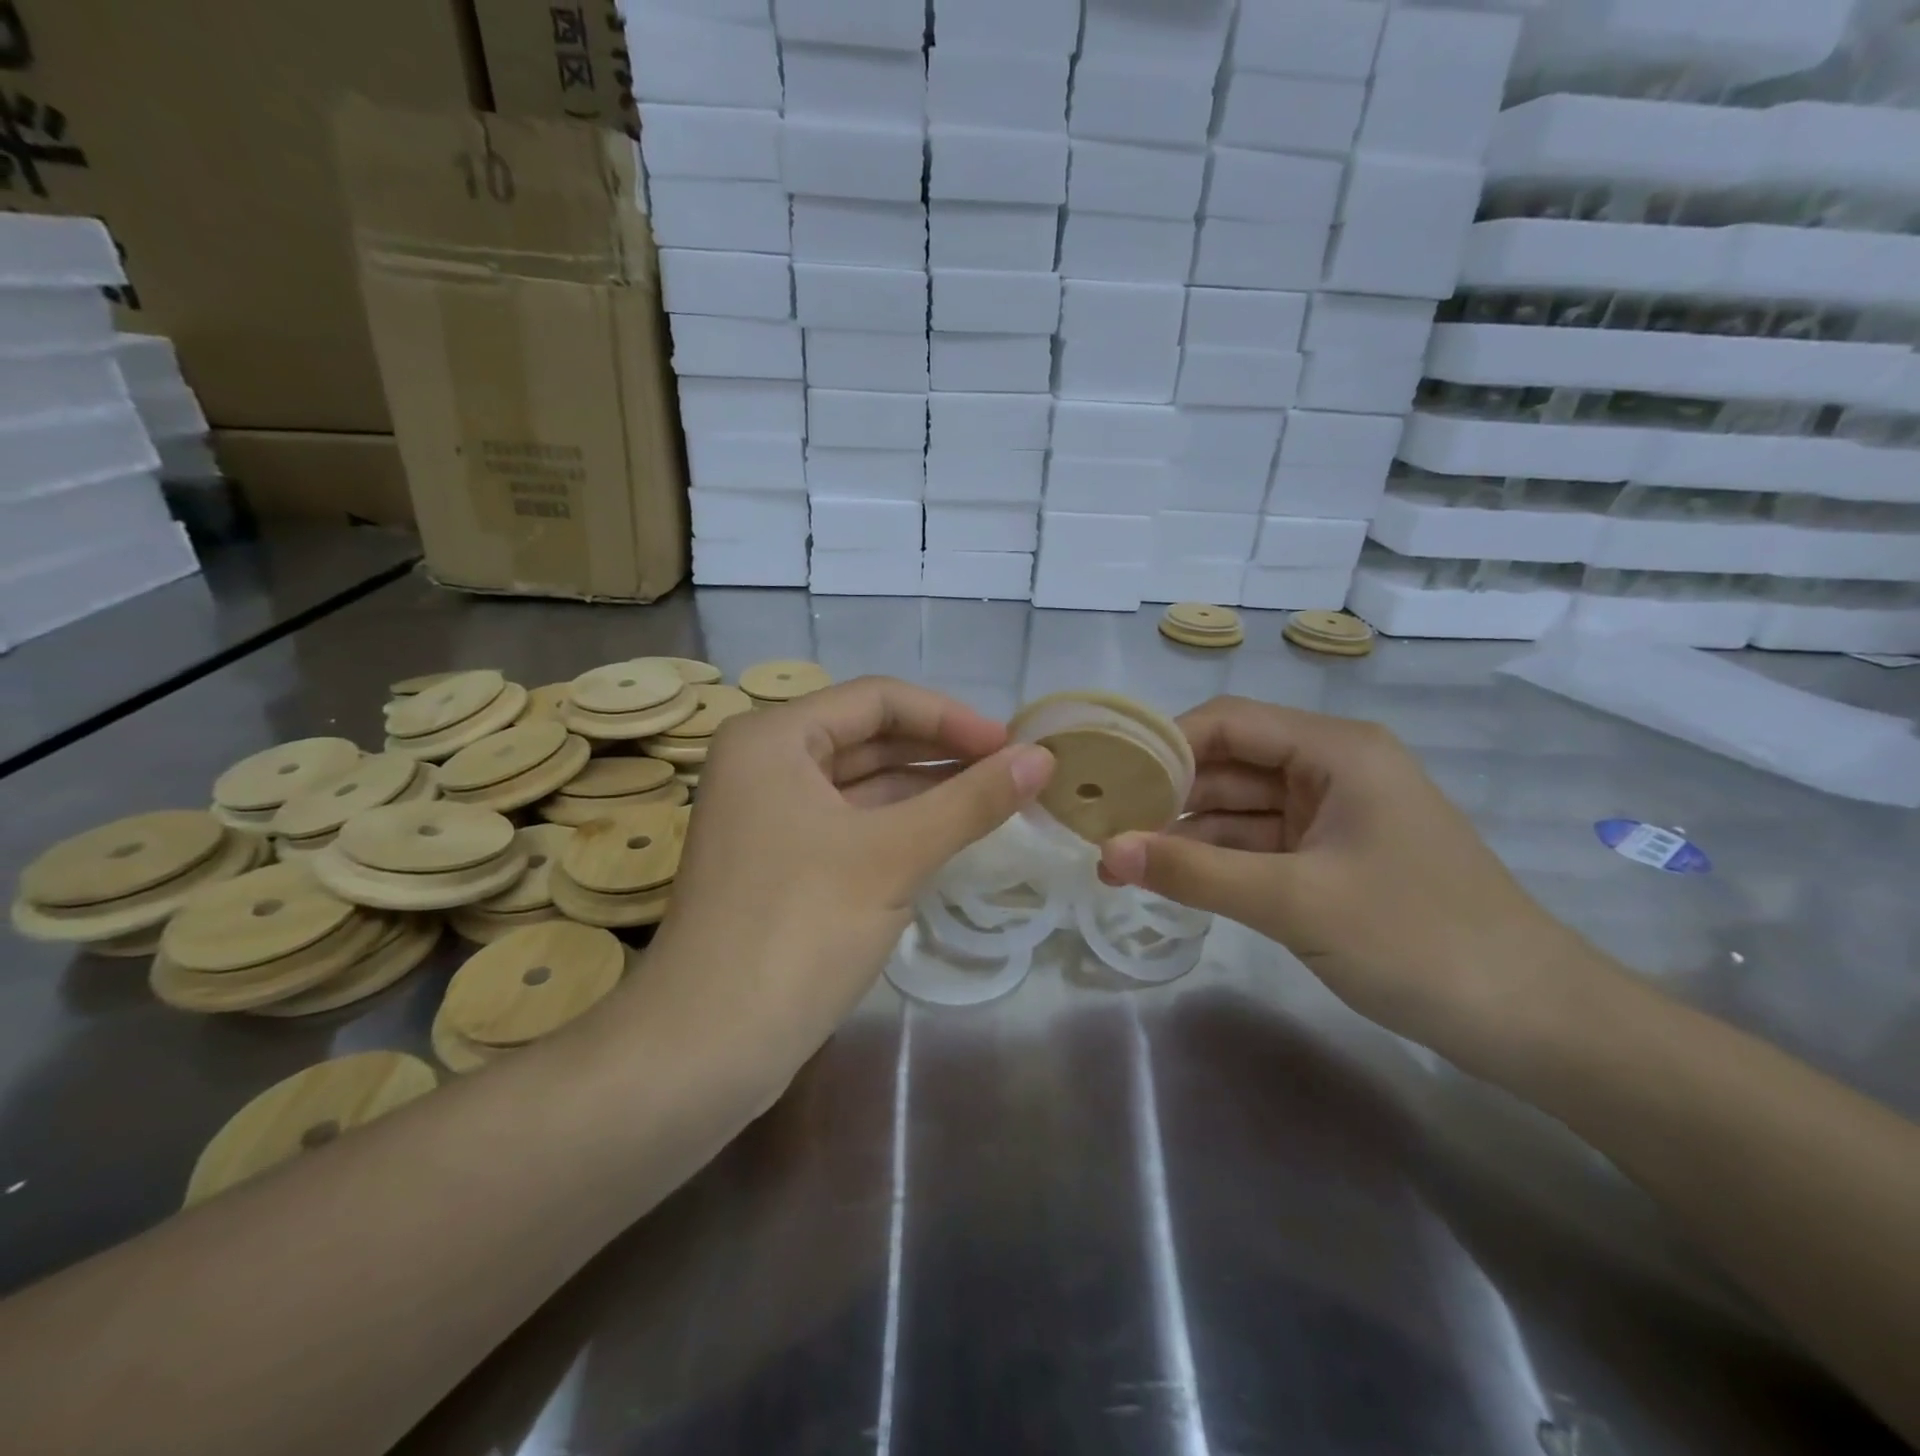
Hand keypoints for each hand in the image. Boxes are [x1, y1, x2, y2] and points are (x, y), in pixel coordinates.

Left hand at [648, 677, 1053, 1063]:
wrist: (707, 1048)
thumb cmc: (799, 929)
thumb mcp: (894, 855)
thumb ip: (972, 800)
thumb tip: (1044, 757)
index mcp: (773, 738)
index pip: (878, 699)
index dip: (951, 717)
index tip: (1011, 745)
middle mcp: (764, 764)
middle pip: (869, 738)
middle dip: (941, 753)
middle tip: (1012, 773)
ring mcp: (768, 817)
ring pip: (862, 785)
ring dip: (926, 791)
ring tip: (995, 801)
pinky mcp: (780, 864)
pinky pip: (851, 825)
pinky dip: (899, 826)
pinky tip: (949, 835)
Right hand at [1098, 697, 1589, 1062]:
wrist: (1535, 1021)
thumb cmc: (1420, 939)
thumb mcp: (1295, 901)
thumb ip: (1195, 872)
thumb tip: (1106, 852)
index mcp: (1335, 750)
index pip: (1228, 722)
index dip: (1163, 744)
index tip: (1105, 779)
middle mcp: (1331, 769)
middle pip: (1229, 764)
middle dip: (1167, 794)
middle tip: (1099, 826)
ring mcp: (1333, 817)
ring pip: (1239, 809)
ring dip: (1186, 832)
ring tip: (1119, 859)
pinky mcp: (1333, 859)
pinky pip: (1259, 846)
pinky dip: (1217, 860)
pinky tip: (1170, 877)